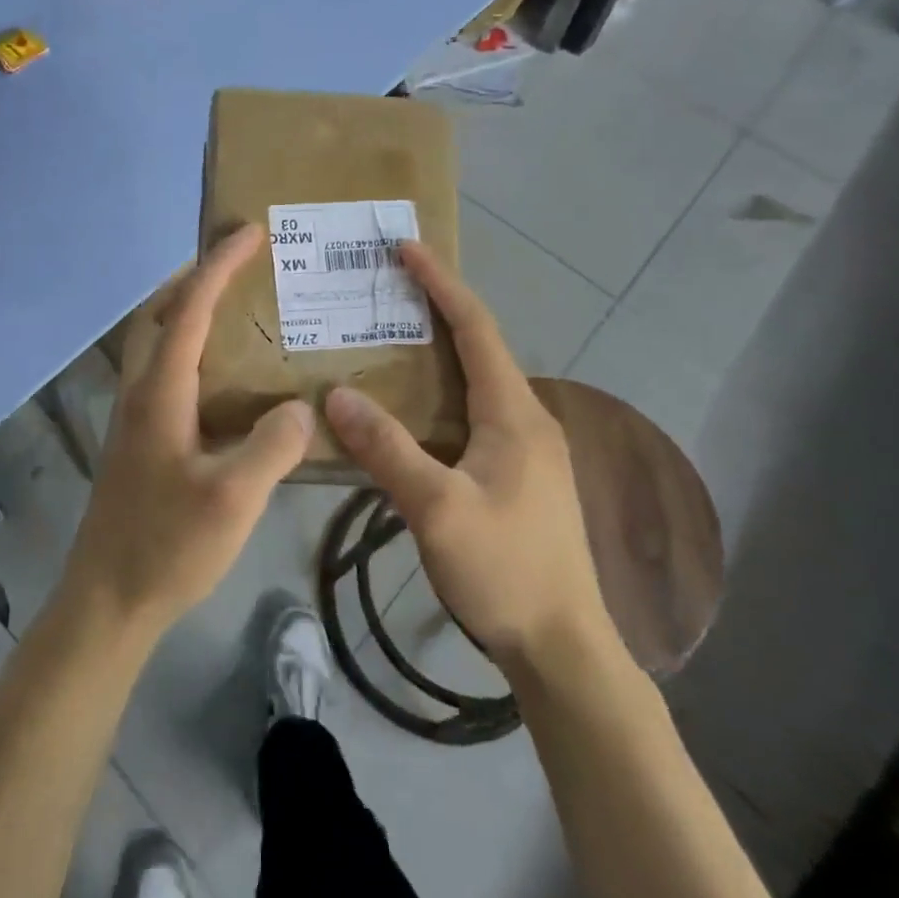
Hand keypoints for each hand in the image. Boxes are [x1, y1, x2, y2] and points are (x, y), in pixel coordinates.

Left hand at [60, 225, 313, 642]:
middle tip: (236, 262)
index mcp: (160, 391)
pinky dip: (187, 346)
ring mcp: (134, 415)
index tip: (250, 233)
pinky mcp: (138, 438)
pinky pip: (162, 369)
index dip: (219, 265)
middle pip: (159, 311)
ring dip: (185, 307)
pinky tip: (221, 376)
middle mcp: (140, 390)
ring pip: (155, 339)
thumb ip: (272, 445)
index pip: (189, 308)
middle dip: (194, 275)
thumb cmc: (167, 545)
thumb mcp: (233, 498)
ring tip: (232, 305)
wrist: (107, 600)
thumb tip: (300, 406)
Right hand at [323, 241, 614, 676]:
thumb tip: (336, 394)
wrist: (563, 648)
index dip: (440, 284)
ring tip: (386, 338)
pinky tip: (408, 409)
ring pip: (475, 382)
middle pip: (478, 346)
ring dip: (436, 352)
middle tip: (385, 289)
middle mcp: (525, 418)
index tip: (406, 249)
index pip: (475, 328)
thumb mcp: (437, 509)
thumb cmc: (505, 570)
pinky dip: (438, 392)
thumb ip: (387, 448)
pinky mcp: (518, 475)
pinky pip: (472, 413)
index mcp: (513, 413)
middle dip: (435, 309)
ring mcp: (525, 449)